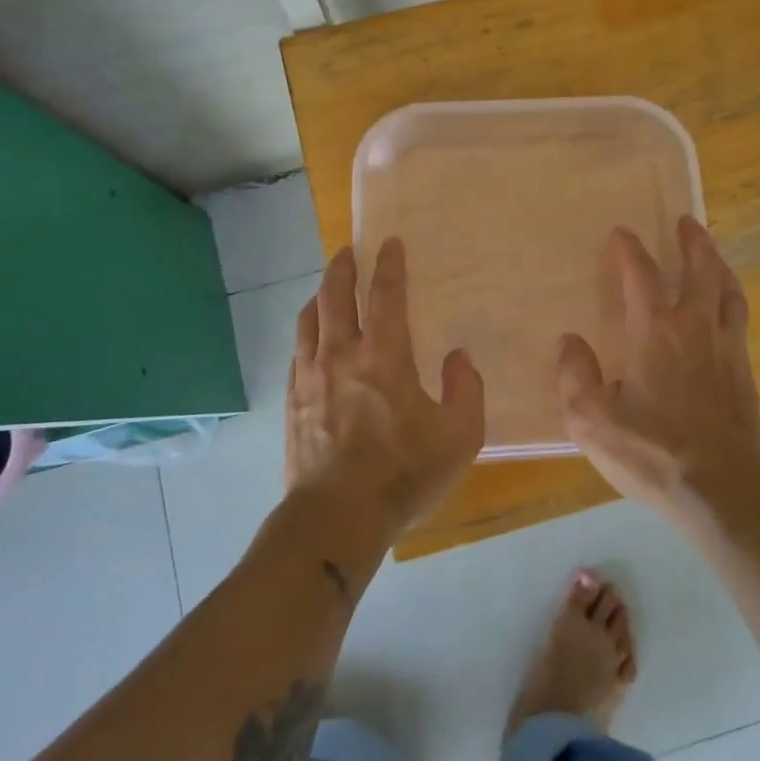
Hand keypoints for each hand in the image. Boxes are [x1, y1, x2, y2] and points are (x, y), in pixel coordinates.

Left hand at [287, 238, 484, 540]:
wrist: (337, 517)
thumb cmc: (404, 474)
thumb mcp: (460, 436)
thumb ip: (466, 389)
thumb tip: (458, 357)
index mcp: (385, 356)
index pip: (385, 295)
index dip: (389, 265)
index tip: (389, 243)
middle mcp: (342, 355)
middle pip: (335, 296)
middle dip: (342, 267)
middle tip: (348, 251)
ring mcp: (311, 376)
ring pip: (309, 319)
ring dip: (320, 295)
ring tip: (327, 288)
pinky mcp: (293, 401)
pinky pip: (297, 350)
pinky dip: (307, 330)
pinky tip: (311, 337)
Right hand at [556, 217, 759, 518]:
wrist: (720, 487)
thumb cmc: (650, 451)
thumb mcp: (590, 420)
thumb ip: (575, 376)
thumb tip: (570, 342)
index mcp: (653, 332)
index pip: (640, 275)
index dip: (629, 250)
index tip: (622, 233)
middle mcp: (693, 328)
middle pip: (699, 269)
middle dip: (693, 241)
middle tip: (688, 222)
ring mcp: (726, 348)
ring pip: (728, 291)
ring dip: (719, 266)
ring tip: (713, 255)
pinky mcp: (745, 373)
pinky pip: (739, 321)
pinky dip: (731, 301)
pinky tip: (727, 311)